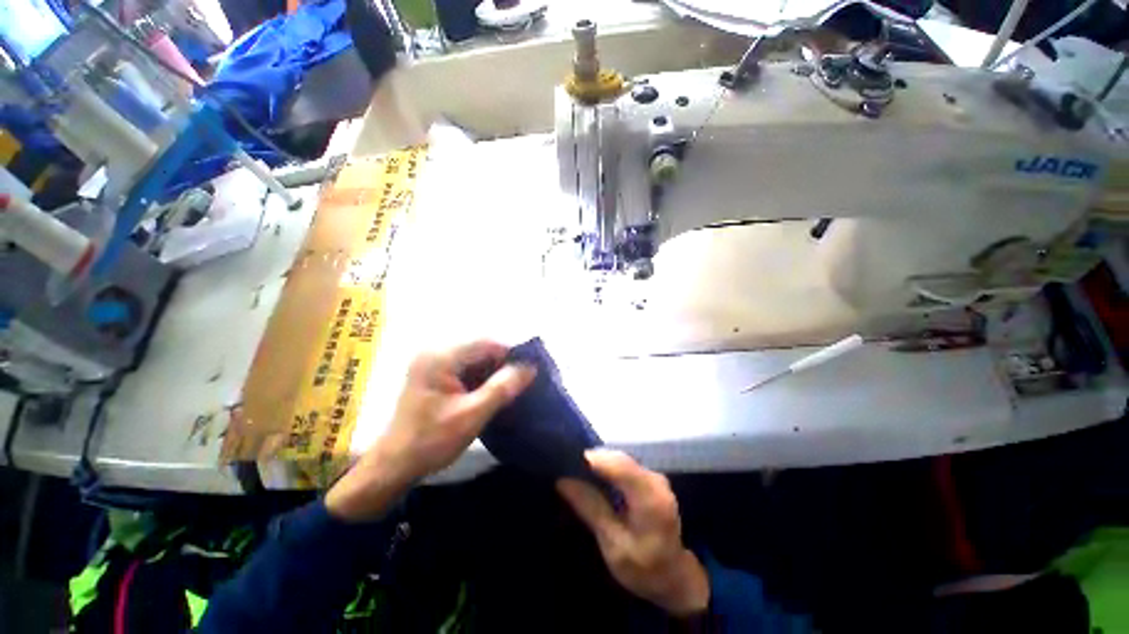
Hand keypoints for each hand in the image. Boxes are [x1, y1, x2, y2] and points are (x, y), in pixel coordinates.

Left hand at [327, 341, 535, 521]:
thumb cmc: (431, 441)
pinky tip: (496, 390)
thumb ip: (502, 388)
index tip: (533, 367)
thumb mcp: (472, 415)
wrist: (394, 466)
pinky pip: (468, 369)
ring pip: (477, 360)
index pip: (487, 344)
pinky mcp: (437, 376)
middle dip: (504, 363)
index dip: (512, 353)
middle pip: (481, 349)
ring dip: (495, 371)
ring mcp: (435, 364)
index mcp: (441, 358)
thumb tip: (530, 367)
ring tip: (516, 385)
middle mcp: (437, 353)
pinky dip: (484, 378)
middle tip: (526, 378)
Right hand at [557, 450, 709, 617]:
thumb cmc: (643, 567)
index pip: (618, 465)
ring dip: (599, 463)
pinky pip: (625, 465)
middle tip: (565, 467)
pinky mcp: (651, 478)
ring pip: (621, 459)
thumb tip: (563, 480)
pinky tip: (593, 476)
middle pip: (619, 459)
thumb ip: (591, 508)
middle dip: (592, 459)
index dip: (591, 459)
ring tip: (575, 470)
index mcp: (650, 498)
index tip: (564, 461)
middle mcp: (655, 480)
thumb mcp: (612, 544)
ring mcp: (655, 476)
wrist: (673, 576)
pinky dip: (608, 467)